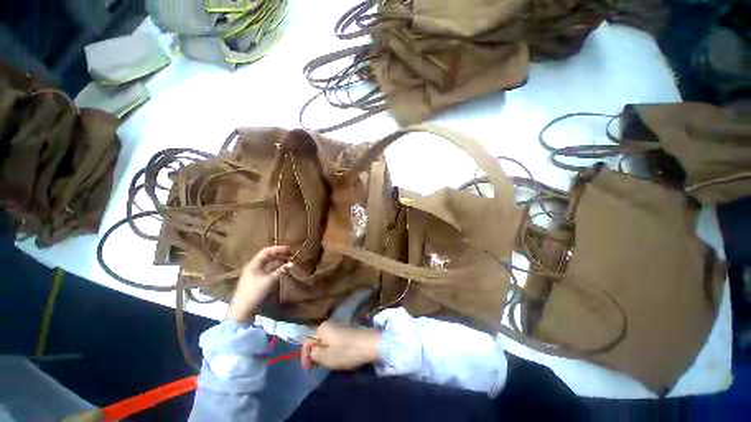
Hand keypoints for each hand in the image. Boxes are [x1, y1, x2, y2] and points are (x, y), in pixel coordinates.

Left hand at [227, 245, 291, 323]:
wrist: (243, 309)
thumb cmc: (255, 292)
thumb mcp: (270, 280)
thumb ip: (281, 270)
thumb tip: (291, 263)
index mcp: (254, 264)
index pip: (267, 251)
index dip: (278, 249)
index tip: (289, 249)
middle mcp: (253, 266)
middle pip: (267, 256)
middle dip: (279, 254)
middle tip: (290, 254)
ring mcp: (254, 273)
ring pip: (267, 263)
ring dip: (278, 261)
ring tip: (288, 260)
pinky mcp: (256, 280)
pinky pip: (267, 269)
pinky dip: (275, 267)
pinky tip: (281, 269)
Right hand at [301, 321, 380, 370]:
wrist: (369, 344)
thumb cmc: (345, 351)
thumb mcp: (325, 357)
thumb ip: (314, 354)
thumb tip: (313, 350)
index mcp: (322, 328)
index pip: (307, 342)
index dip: (305, 357)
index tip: (308, 370)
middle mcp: (329, 324)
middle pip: (317, 341)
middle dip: (316, 354)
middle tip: (318, 367)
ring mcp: (339, 327)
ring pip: (326, 342)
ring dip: (324, 353)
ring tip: (328, 364)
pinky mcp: (347, 331)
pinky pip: (335, 342)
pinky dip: (333, 350)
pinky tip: (338, 357)